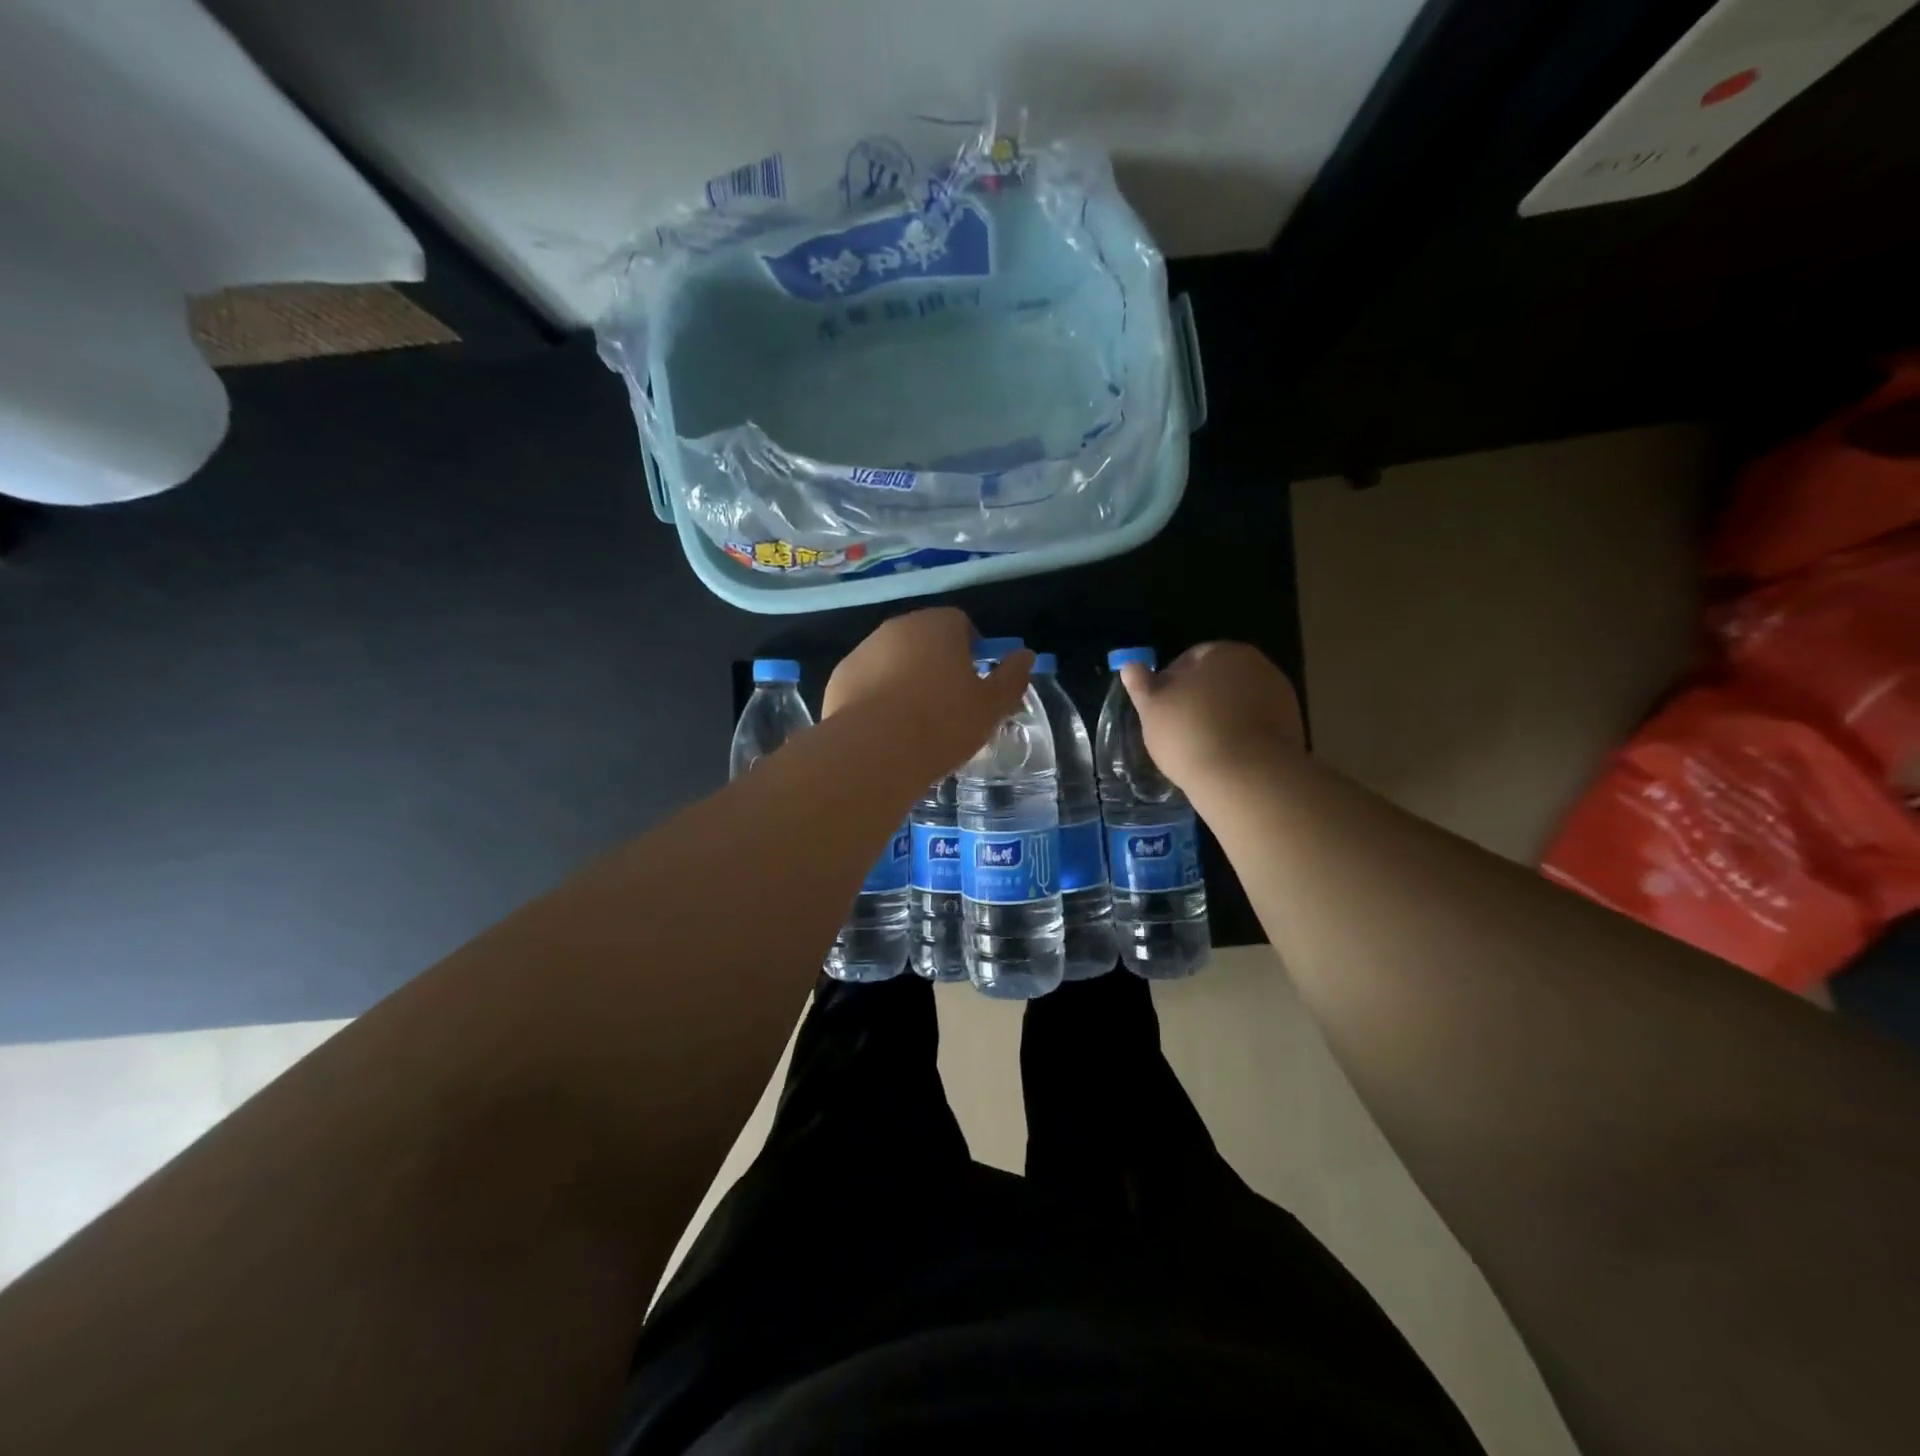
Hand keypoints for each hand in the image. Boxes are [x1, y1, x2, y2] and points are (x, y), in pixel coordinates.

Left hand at [825, 608, 1034, 776]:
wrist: (874, 751)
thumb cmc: (942, 723)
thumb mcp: (991, 706)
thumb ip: (1012, 677)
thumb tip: (1025, 656)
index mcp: (938, 625)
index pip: (961, 623)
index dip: (972, 649)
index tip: (975, 681)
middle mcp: (898, 627)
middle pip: (925, 639)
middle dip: (937, 663)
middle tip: (948, 703)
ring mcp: (863, 650)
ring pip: (893, 659)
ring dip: (906, 678)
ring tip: (915, 720)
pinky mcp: (840, 677)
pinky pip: (868, 681)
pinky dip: (878, 696)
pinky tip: (886, 728)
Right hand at [1119, 642, 1303, 794]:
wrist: (1247, 778)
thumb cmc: (1190, 733)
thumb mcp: (1152, 708)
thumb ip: (1141, 684)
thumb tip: (1130, 666)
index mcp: (1224, 652)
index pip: (1192, 657)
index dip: (1170, 680)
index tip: (1159, 707)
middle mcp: (1258, 666)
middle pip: (1219, 678)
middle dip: (1199, 698)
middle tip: (1177, 728)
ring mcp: (1281, 697)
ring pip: (1239, 703)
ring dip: (1221, 717)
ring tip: (1200, 747)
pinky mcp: (1292, 729)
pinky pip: (1256, 726)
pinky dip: (1240, 736)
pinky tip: (1224, 757)